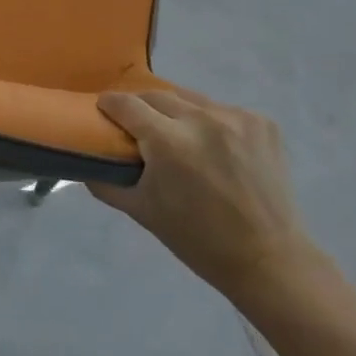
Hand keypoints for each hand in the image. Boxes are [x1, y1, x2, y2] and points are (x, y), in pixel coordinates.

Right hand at [89, 86, 317, 297]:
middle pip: (157, 96)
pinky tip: (216, 147)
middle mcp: (201, 119)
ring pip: (192, 100)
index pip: (126, 104)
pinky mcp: (262, 122)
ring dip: (178, 113)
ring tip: (178, 135)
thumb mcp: (144, 213)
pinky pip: (223, 111)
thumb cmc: (200, 240)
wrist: (270, 260)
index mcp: (168, 141)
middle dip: (142, 107)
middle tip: (138, 126)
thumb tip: (85, 164)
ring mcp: (236, 117)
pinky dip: (212, 123)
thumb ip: (107, 184)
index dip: (110, 104)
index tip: (104, 110)